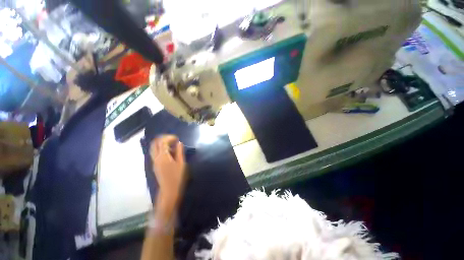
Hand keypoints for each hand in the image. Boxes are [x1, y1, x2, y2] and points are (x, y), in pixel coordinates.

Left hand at [150, 135, 185, 210]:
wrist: (169, 189)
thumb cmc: (177, 176)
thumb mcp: (181, 163)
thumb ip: (179, 151)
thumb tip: (179, 143)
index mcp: (163, 156)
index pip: (163, 142)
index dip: (170, 137)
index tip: (177, 138)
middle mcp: (156, 157)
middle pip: (155, 143)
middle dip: (164, 138)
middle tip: (173, 139)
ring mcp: (154, 161)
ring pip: (154, 147)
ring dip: (161, 143)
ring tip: (171, 144)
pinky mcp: (155, 164)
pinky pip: (155, 152)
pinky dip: (161, 148)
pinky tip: (169, 151)